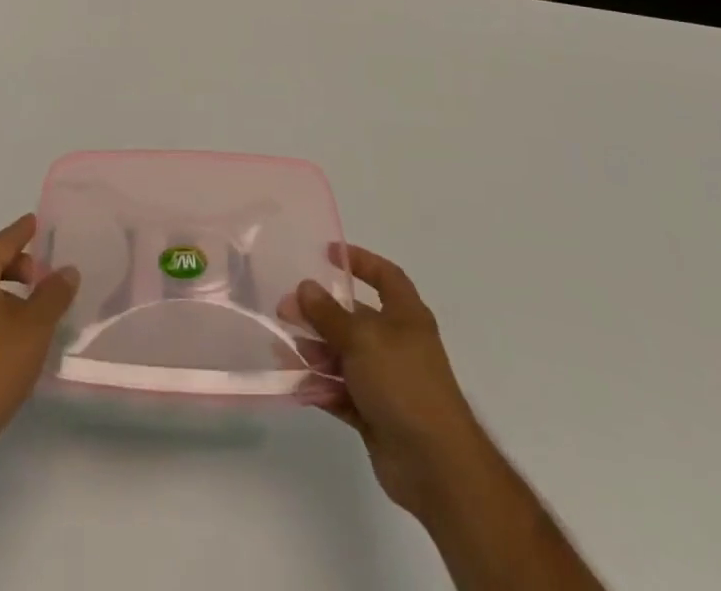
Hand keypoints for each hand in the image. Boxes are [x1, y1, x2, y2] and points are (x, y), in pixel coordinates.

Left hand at [0, 214, 78, 460]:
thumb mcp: (35, 326)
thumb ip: (54, 293)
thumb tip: (67, 270)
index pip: (1, 242)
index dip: (21, 232)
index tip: (35, 221)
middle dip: (16, 264)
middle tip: (41, 273)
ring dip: (5, 289)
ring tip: (31, 304)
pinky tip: (11, 330)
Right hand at [295, 244, 479, 516]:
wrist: (436, 466)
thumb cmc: (403, 384)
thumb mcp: (362, 338)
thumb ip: (329, 313)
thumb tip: (304, 287)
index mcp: (406, 317)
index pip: (385, 276)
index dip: (361, 261)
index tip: (328, 254)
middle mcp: (397, 344)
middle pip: (355, 318)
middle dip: (320, 313)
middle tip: (285, 310)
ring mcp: (386, 380)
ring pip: (343, 356)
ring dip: (315, 351)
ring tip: (284, 349)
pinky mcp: (375, 413)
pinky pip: (341, 391)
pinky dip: (320, 386)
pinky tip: (294, 383)